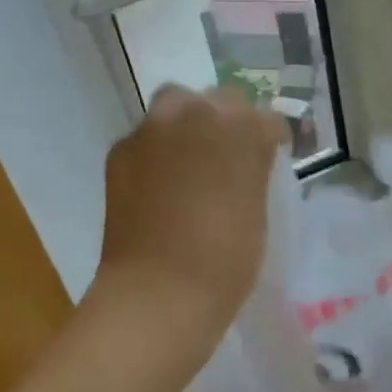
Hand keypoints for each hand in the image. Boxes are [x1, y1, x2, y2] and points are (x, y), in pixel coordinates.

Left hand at [94, 84, 289, 348]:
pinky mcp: (121, 150)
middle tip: (229, 155)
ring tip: (190, 158)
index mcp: (243, 130)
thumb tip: (245, 161)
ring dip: (188, 123)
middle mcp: (198, 115)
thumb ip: (252, 170)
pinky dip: (156, 149)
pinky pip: (146, 136)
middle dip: (229, 121)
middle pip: (222, 100)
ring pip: (177, 105)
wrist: (159, 291)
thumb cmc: (226, 260)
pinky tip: (158, 181)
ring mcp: (155, 129)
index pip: (266, 120)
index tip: (269, 158)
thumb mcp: (257, 210)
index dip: (269, 140)